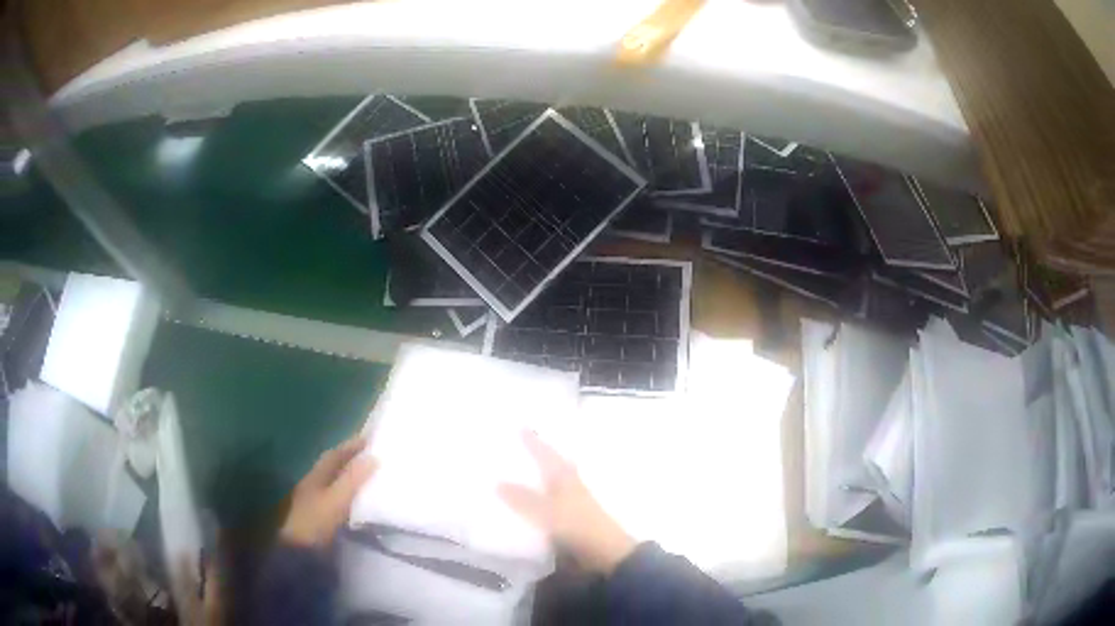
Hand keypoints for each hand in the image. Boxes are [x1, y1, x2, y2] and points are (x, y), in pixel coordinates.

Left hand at [281, 437, 377, 548]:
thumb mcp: (335, 500)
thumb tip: (374, 456)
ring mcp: (316, 502)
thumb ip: (352, 479)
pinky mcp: (321, 519)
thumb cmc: (314, 522)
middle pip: (334, 467)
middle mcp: (314, 485)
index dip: (351, 446)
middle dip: (351, 460)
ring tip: (371, 477)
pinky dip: (350, 495)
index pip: (334, 455)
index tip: (370, 439)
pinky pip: (339, 500)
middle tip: (373, 456)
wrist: (299, 552)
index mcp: (315, 476)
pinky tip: (361, 501)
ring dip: (351, 477)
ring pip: (336, 483)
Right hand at [498, 431, 635, 573]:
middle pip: (552, 464)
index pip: (546, 454)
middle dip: (538, 455)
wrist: (605, 552)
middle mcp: (569, 484)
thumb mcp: (547, 512)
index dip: (533, 441)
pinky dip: (540, 495)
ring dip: (539, 475)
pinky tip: (529, 501)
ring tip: (519, 470)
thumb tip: (497, 482)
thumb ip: (523, 499)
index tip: (520, 426)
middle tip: (519, 446)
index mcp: (564, 477)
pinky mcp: (572, 517)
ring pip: (552, 481)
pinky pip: (551, 499)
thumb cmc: (577, 526)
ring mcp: (573, 501)